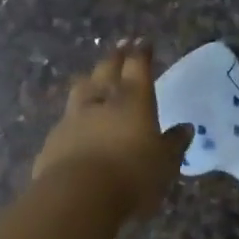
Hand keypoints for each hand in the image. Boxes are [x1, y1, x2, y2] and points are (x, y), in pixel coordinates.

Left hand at [32, 41, 190, 218]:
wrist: (77, 196)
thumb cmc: (132, 176)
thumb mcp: (165, 164)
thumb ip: (174, 144)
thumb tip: (185, 128)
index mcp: (133, 100)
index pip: (138, 67)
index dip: (141, 53)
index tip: (143, 41)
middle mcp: (102, 101)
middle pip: (107, 70)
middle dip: (116, 57)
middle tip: (121, 46)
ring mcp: (73, 118)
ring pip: (82, 89)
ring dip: (90, 80)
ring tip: (93, 76)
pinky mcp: (53, 140)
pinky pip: (66, 120)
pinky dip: (74, 116)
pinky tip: (75, 123)